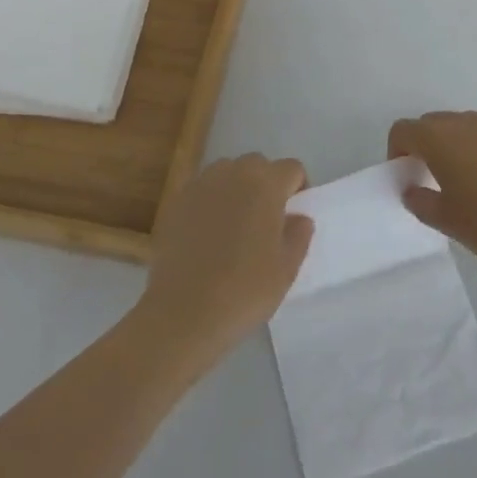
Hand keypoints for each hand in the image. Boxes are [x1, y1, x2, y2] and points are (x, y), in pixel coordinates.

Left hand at [137, 154, 313, 369]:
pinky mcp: (177, 200)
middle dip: (266, 185)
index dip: (298, 188)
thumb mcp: (286, 270)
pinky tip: (207, 235)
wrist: (182, 312)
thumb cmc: (243, 290)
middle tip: (265, 222)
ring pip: (228, 173)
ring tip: (234, 226)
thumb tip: (299, 217)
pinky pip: (204, 190)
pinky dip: (211, 202)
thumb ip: (299, 235)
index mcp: (266, 184)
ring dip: (237, 189)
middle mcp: (233, 172)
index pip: (292, 168)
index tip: (292, 217)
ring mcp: (201, 183)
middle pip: (258, 165)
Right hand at [388, 111, 476, 268]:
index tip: (405, 177)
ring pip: (459, 127)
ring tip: (461, 182)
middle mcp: (463, 123)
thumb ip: (421, 203)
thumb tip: (411, 190)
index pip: (403, 130)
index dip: (396, 151)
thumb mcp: (449, 222)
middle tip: (429, 179)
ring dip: (450, 146)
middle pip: (430, 124)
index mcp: (439, 138)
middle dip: (422, 146)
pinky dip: (476, 150)